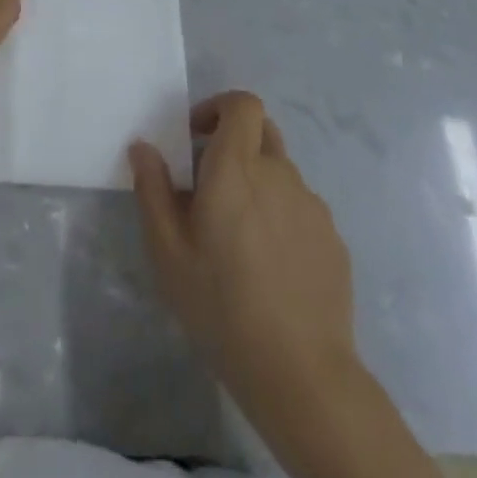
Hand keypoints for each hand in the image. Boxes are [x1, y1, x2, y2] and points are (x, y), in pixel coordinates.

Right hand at [130, 92, 356, 413]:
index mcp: (237, 167)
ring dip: (258, 185)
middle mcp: (279, 173)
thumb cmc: (221, 305)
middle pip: (262, 132)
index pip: (243, 104)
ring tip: (240, 238)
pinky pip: (301, 210)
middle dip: (235, 144)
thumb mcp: (167, 251)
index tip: (197, 137)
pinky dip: (282, 219)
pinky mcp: (333, 239)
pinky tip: (270, 267)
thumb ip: (152, 189)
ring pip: (281, 174)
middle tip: (212, 185)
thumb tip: (143, 146)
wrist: (301, 373)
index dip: (220, 108)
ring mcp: (312, 206)